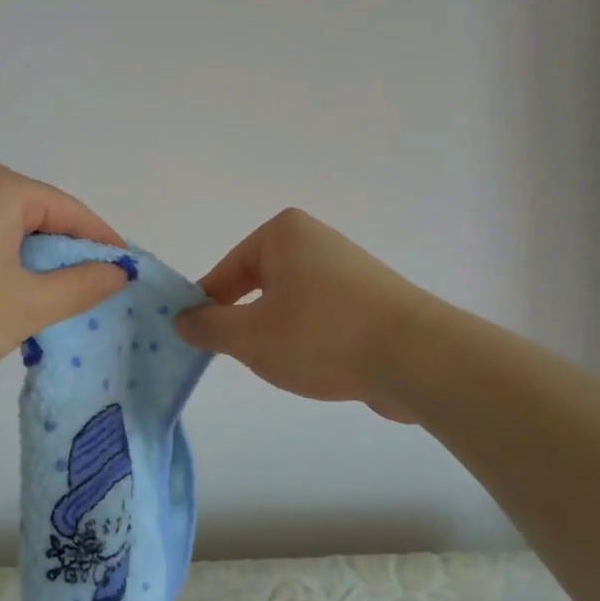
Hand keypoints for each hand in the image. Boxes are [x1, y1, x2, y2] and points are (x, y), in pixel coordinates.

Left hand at [0, 163, 130, 379]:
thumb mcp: (27, 304)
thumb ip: (81, 286)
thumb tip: (117, 271)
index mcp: (2, 188)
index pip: (71, 211)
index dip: (103, 243)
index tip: (127, 273)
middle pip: (40, 219)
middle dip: (67, 258)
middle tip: (92, 296)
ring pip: (10, 235)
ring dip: (34, 268)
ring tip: (51, 306)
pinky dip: (3, 271)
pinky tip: (4, 303)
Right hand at [174, 208, 426, 421]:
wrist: (416, 357)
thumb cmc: (321, 334)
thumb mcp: (250, 336)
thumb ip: (209, 328)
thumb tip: (183, 320)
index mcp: (283, 234)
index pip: (225, 271)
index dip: (206, 307)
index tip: (196, 340)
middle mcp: (315, 241)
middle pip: (257, 286)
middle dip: (246, 323)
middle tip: (241, 357)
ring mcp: (347, 270)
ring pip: (289, 305)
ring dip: (278, 335)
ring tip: (285, 365)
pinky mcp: (370, 300)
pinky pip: (321, 317)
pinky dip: (310, 340)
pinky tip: (318, 367)